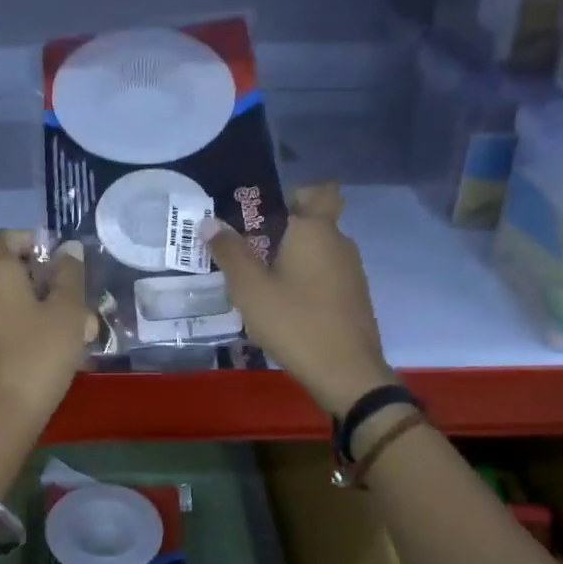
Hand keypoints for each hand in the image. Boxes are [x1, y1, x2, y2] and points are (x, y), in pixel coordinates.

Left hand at [0, 230, 95, 440]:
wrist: (2, 416)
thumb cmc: (39, 355)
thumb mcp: (68, 312)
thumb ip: (69, 275)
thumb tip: (67, 249)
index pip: (3, 237)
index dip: (30, 240)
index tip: (58, 259)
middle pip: (10, 271)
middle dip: (47, 280)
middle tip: (78, 302)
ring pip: (12, 301)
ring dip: (43, 308)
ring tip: (78, 331)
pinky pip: (5, 325)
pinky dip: (29, 328)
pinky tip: (57, 352)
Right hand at [201, 185, 393, 418]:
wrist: (346, 373)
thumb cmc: (295, 322)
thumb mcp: (250, 289)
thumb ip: (229, 252)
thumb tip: (209, 221)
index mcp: (316, 230)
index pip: (317, 190)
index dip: (291, 194)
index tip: (261, 211)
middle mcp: (339, 242)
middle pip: (313, 221)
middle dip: (282, 228)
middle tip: (247, 246)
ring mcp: (351, 271)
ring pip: (318, 249)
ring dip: (291, 256)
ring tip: (258, 279)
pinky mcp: (353, 297)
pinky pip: (325, 273)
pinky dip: (304, 278)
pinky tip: (282, 304)